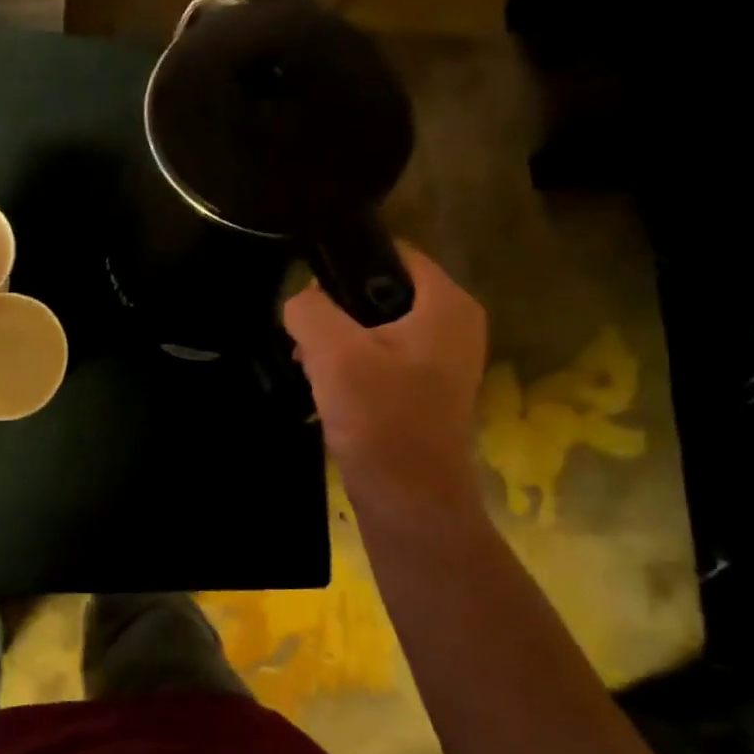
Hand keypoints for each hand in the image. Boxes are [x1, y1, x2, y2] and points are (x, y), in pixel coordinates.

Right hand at [284, 244, 487, 518]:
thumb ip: (309, 310)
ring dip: (337, 342)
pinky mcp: (424, 390)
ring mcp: (441, 360)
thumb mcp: (334, 355)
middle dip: (334, 310)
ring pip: (374, 326)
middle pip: (379, 290)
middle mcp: (453, 324)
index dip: (345, 263)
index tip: (308, 292)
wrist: (409, 501)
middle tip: (305, 339)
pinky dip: (350, 366)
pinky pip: (379, 357)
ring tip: (310, 366)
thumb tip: (300, 301)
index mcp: (447, 304)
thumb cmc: (380, 421)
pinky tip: (327, 389)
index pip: (393, 252)